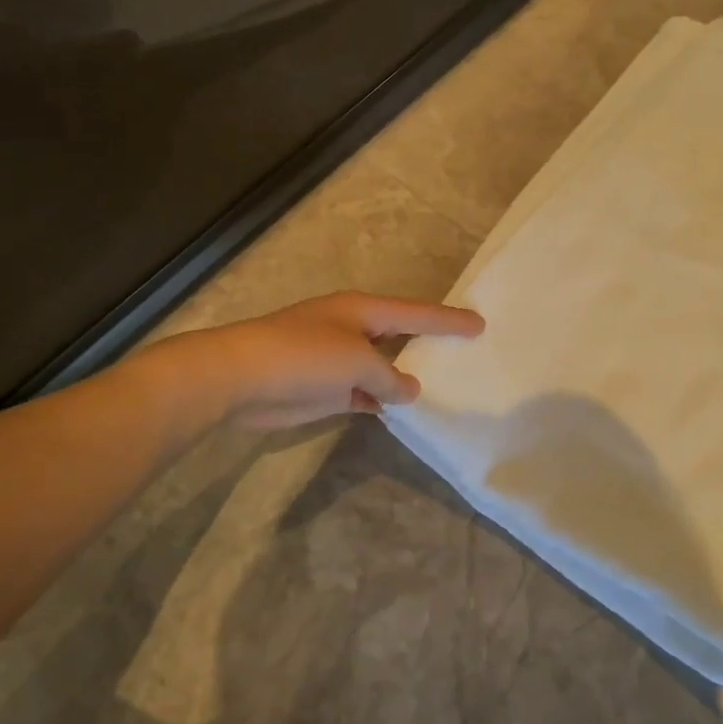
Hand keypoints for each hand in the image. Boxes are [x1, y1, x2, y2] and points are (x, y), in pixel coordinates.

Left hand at [155, 291, 483, 429]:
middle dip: (429, 344)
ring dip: (405, 379)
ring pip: (383, 369)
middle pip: (400, 336)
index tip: (481, 324)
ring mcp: (337, 361)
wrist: (241, 378)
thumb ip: (390, 376)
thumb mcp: (358, 362)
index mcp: (362, 310)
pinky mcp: (324, 390)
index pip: (416, 313)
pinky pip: (364, 393)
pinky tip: (402, 413)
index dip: (449, 320)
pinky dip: (381, 401)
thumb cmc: (304, 357)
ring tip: (444, 388)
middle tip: (466, 352)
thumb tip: (408, 389)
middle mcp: (352, 330)